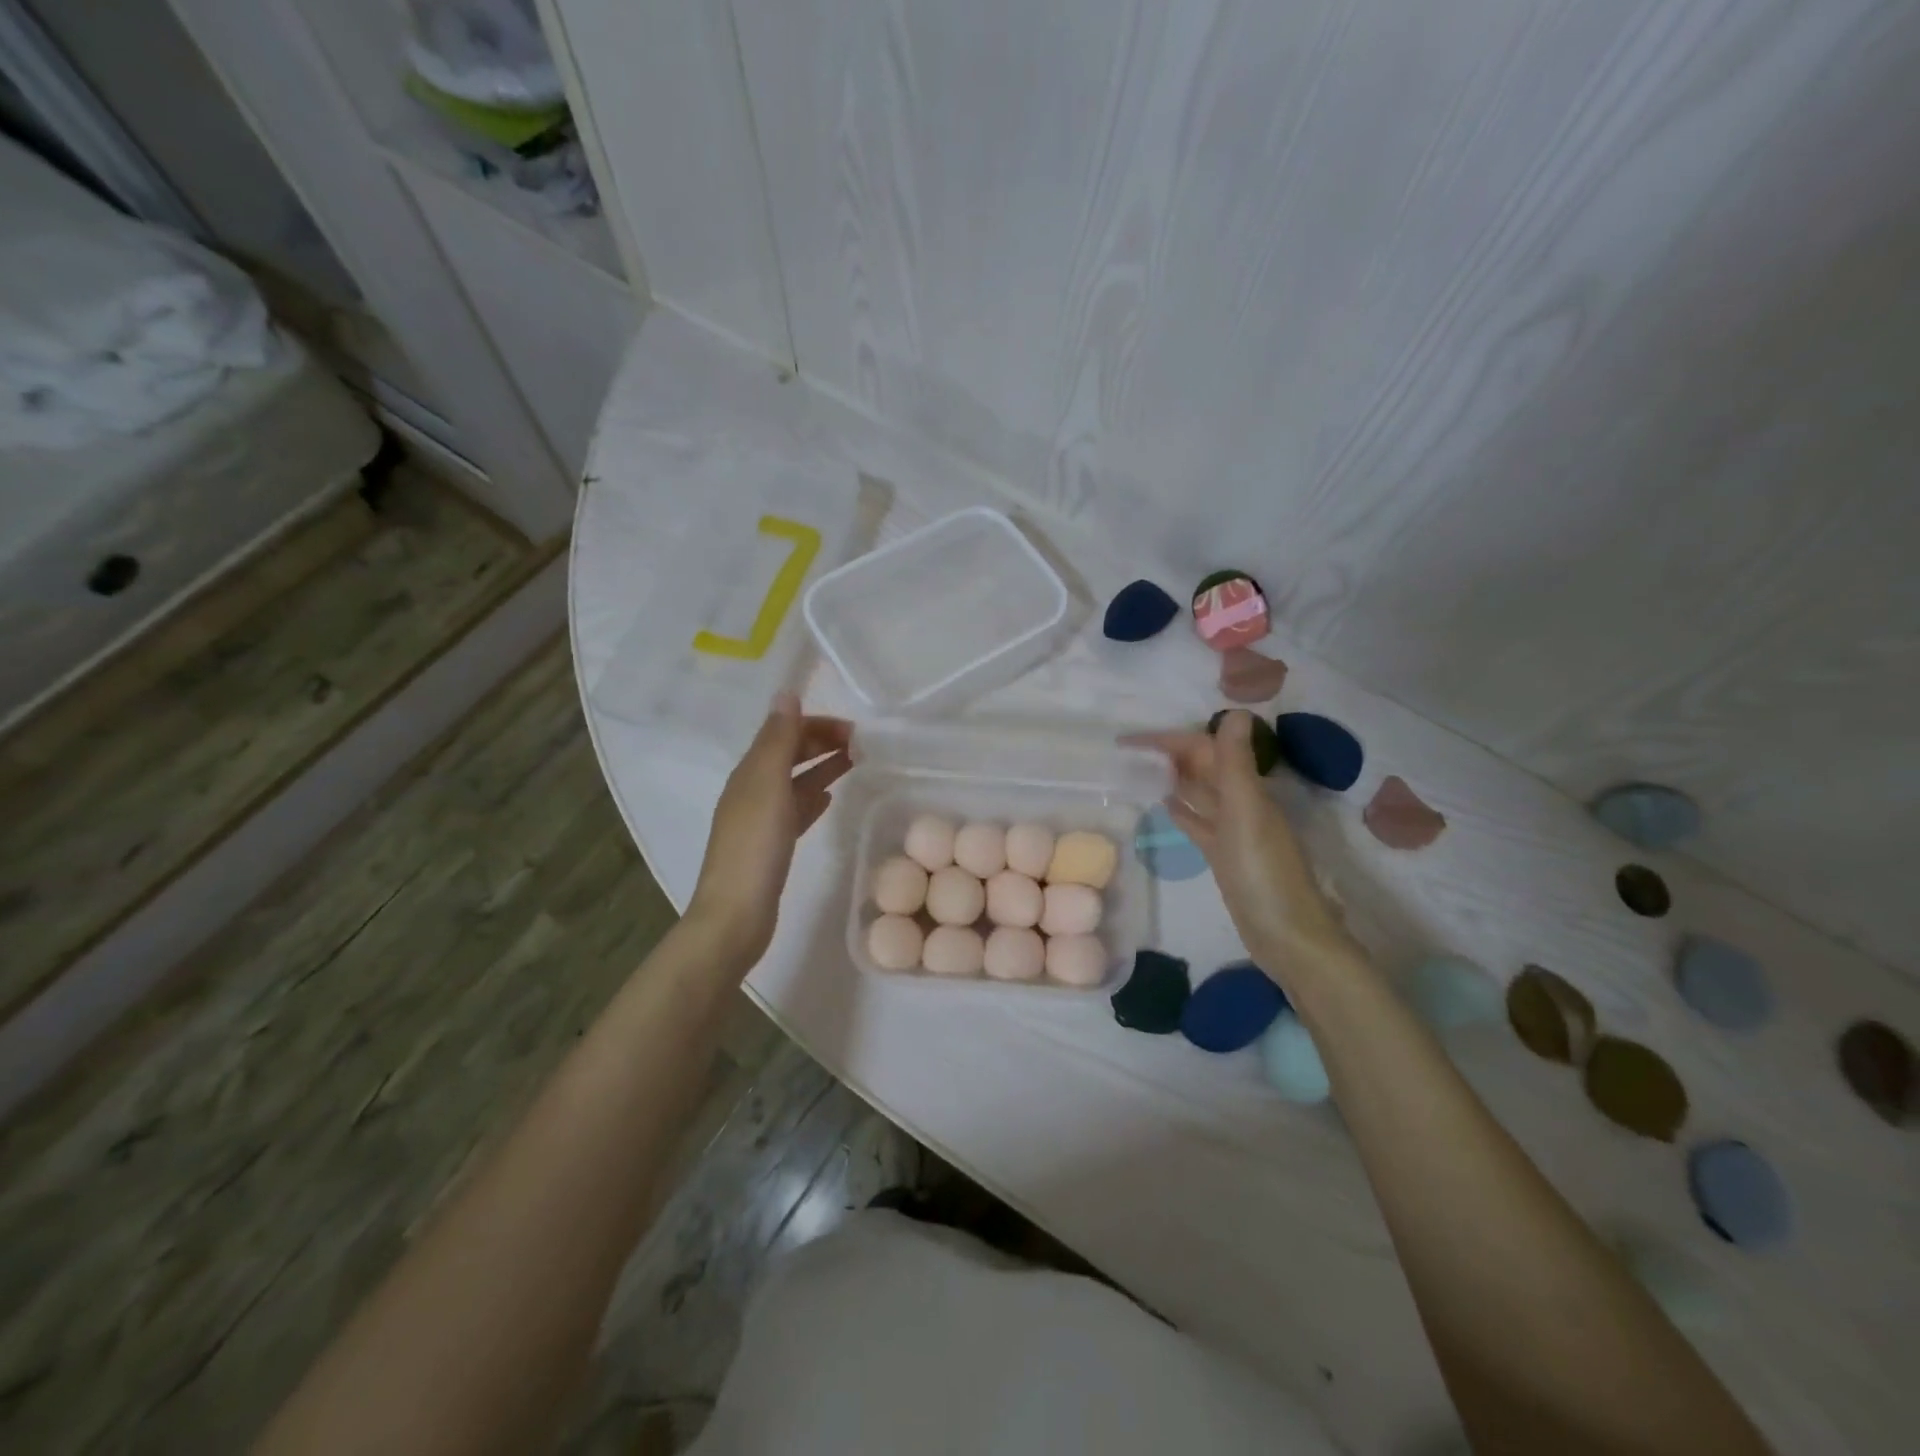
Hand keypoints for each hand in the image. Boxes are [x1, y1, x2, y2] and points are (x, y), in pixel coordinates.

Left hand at [687, 692, 852, 964]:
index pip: (784, 733)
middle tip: (861, 745)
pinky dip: (812, 798)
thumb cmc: (755, 846)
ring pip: (795, 782)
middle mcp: (752, 790)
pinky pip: (796, 810)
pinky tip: (829, 799)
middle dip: (821, 743)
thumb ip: (778, 740)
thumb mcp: (767, 785)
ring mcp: (761, 820)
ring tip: (854, 763)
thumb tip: (786, 693)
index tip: (855, 730)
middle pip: (789, 755)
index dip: (816, 725)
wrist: (736, 915)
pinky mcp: (772, 846)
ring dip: (822, 767)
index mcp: (749, 772)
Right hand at [1125, 711, 1359, 987]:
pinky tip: (1163, 805)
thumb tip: (1237, 710)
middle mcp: (1242, 804)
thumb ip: (1236, 765)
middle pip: (1202, 768)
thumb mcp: (1247, 814)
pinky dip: (1183, 810)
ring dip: (1173, 778)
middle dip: (1169, 755)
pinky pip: (1200, 823)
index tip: (1129, 739)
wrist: (1288, 938)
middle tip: (1126, 752)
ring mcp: (1233, 832)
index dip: (1169, 740)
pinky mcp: (1224, 856)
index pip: (1204, 750)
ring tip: (1137, 771)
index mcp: (1247, 790)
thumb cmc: (1264, 875)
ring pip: (1199, 793)